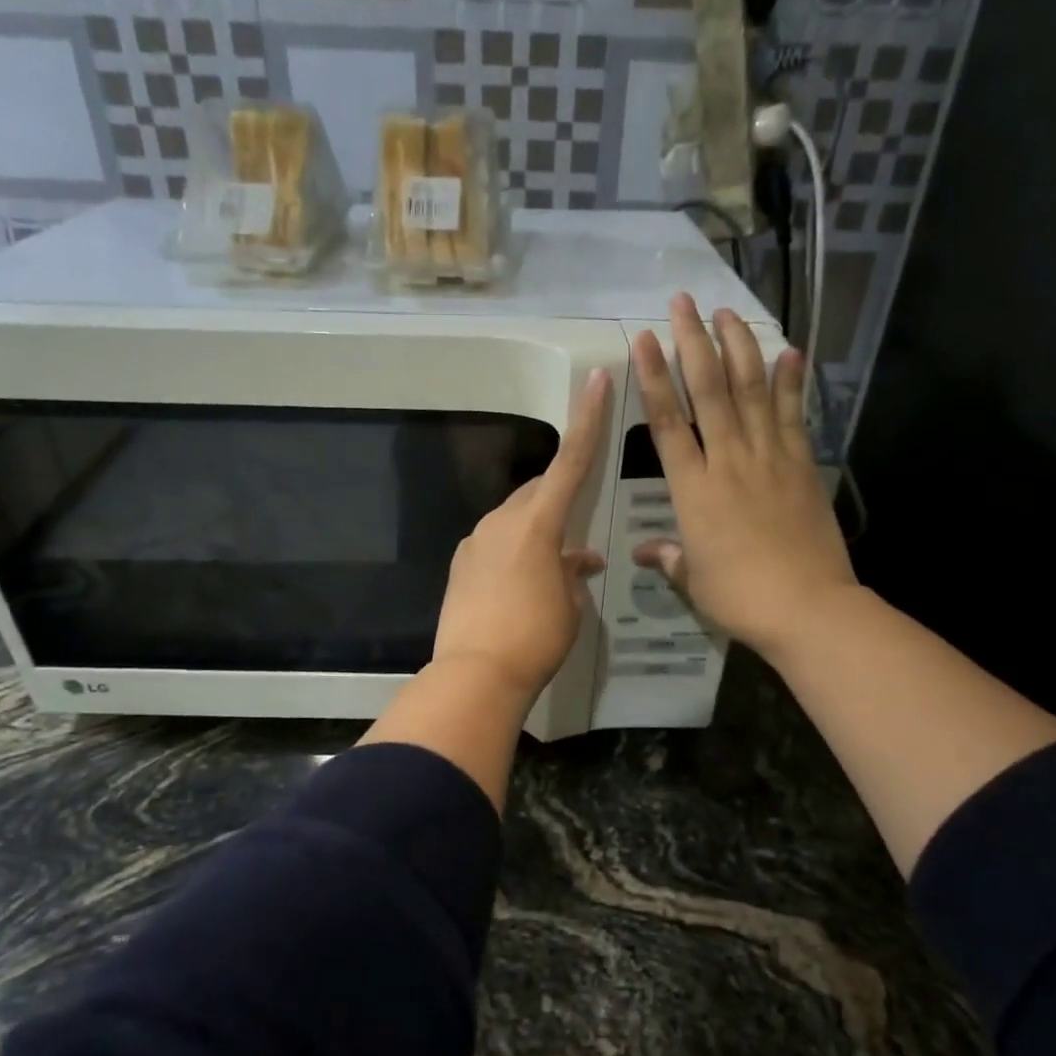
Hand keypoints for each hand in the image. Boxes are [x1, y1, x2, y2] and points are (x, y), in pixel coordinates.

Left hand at [431, 369, 611, 701]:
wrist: (476, 674)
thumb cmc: (536, 638)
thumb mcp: (570, 606)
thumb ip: (573, 573)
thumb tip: (577, 560)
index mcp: (537, 524)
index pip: (570, 463)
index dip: (587, 421)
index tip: (596, 380)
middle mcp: (502, 521)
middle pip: (536, 492)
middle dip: (558, 499)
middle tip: (577, 528)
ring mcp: (475, 542)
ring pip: (514, 520)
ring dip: (537, 533)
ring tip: (554, 568)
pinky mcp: (460, 565)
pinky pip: (494, 545)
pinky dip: (514, 553)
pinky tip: (522, 584)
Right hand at [631, 296, 856, 659]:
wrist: (807, 607)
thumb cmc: (739, 597)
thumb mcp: (694, 580)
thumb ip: (670, 558)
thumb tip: (645, 552)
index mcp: (693, 489)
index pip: (668, 422)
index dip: (655, 378)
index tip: (644, 340)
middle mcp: (728, 461)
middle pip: (709, 391)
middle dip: (693, 342)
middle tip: (683, 302)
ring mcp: (769, 458)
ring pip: (751, 391)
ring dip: (739, 347)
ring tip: (727, 312)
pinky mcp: (802, 465)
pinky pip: (793, 415)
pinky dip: (790, 382)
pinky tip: (789, 351)